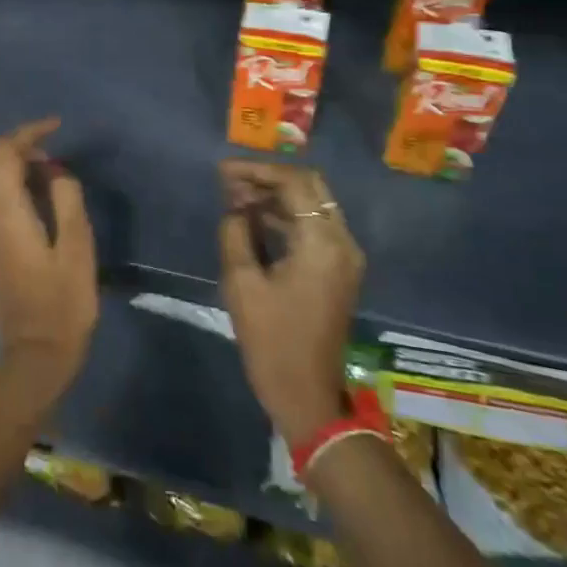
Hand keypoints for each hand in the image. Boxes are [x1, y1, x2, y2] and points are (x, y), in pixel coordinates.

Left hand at [0, 118, 97, 400]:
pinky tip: (38, 195)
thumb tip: (56, 171)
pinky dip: (7, 180)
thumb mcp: (77, 249)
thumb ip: (66, 200)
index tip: (57, 127)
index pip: (4, 152)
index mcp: (5, 211)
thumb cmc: (63, 304)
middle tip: (45, 150)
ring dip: (8, 161)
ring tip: (48, 171)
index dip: (28, 132)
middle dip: (9, 141)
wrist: (35, 355)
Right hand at [219, 161, 362, 445]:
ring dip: (276, 197)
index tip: (222, 171)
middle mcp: (342, 242)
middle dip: (268, 179)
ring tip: (234, 198)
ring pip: (312, 206)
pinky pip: (314, 228)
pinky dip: (286, 217)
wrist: (307, 395)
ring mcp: (345, 257)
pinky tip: (253, 220)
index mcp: (323, 243)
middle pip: (309, 188)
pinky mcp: (338, 271)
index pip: (294, 183)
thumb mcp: (242, 283)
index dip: (256, 171)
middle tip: (229, 182)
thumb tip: (236, 209)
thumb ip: (235, 234)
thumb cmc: (272, 341)